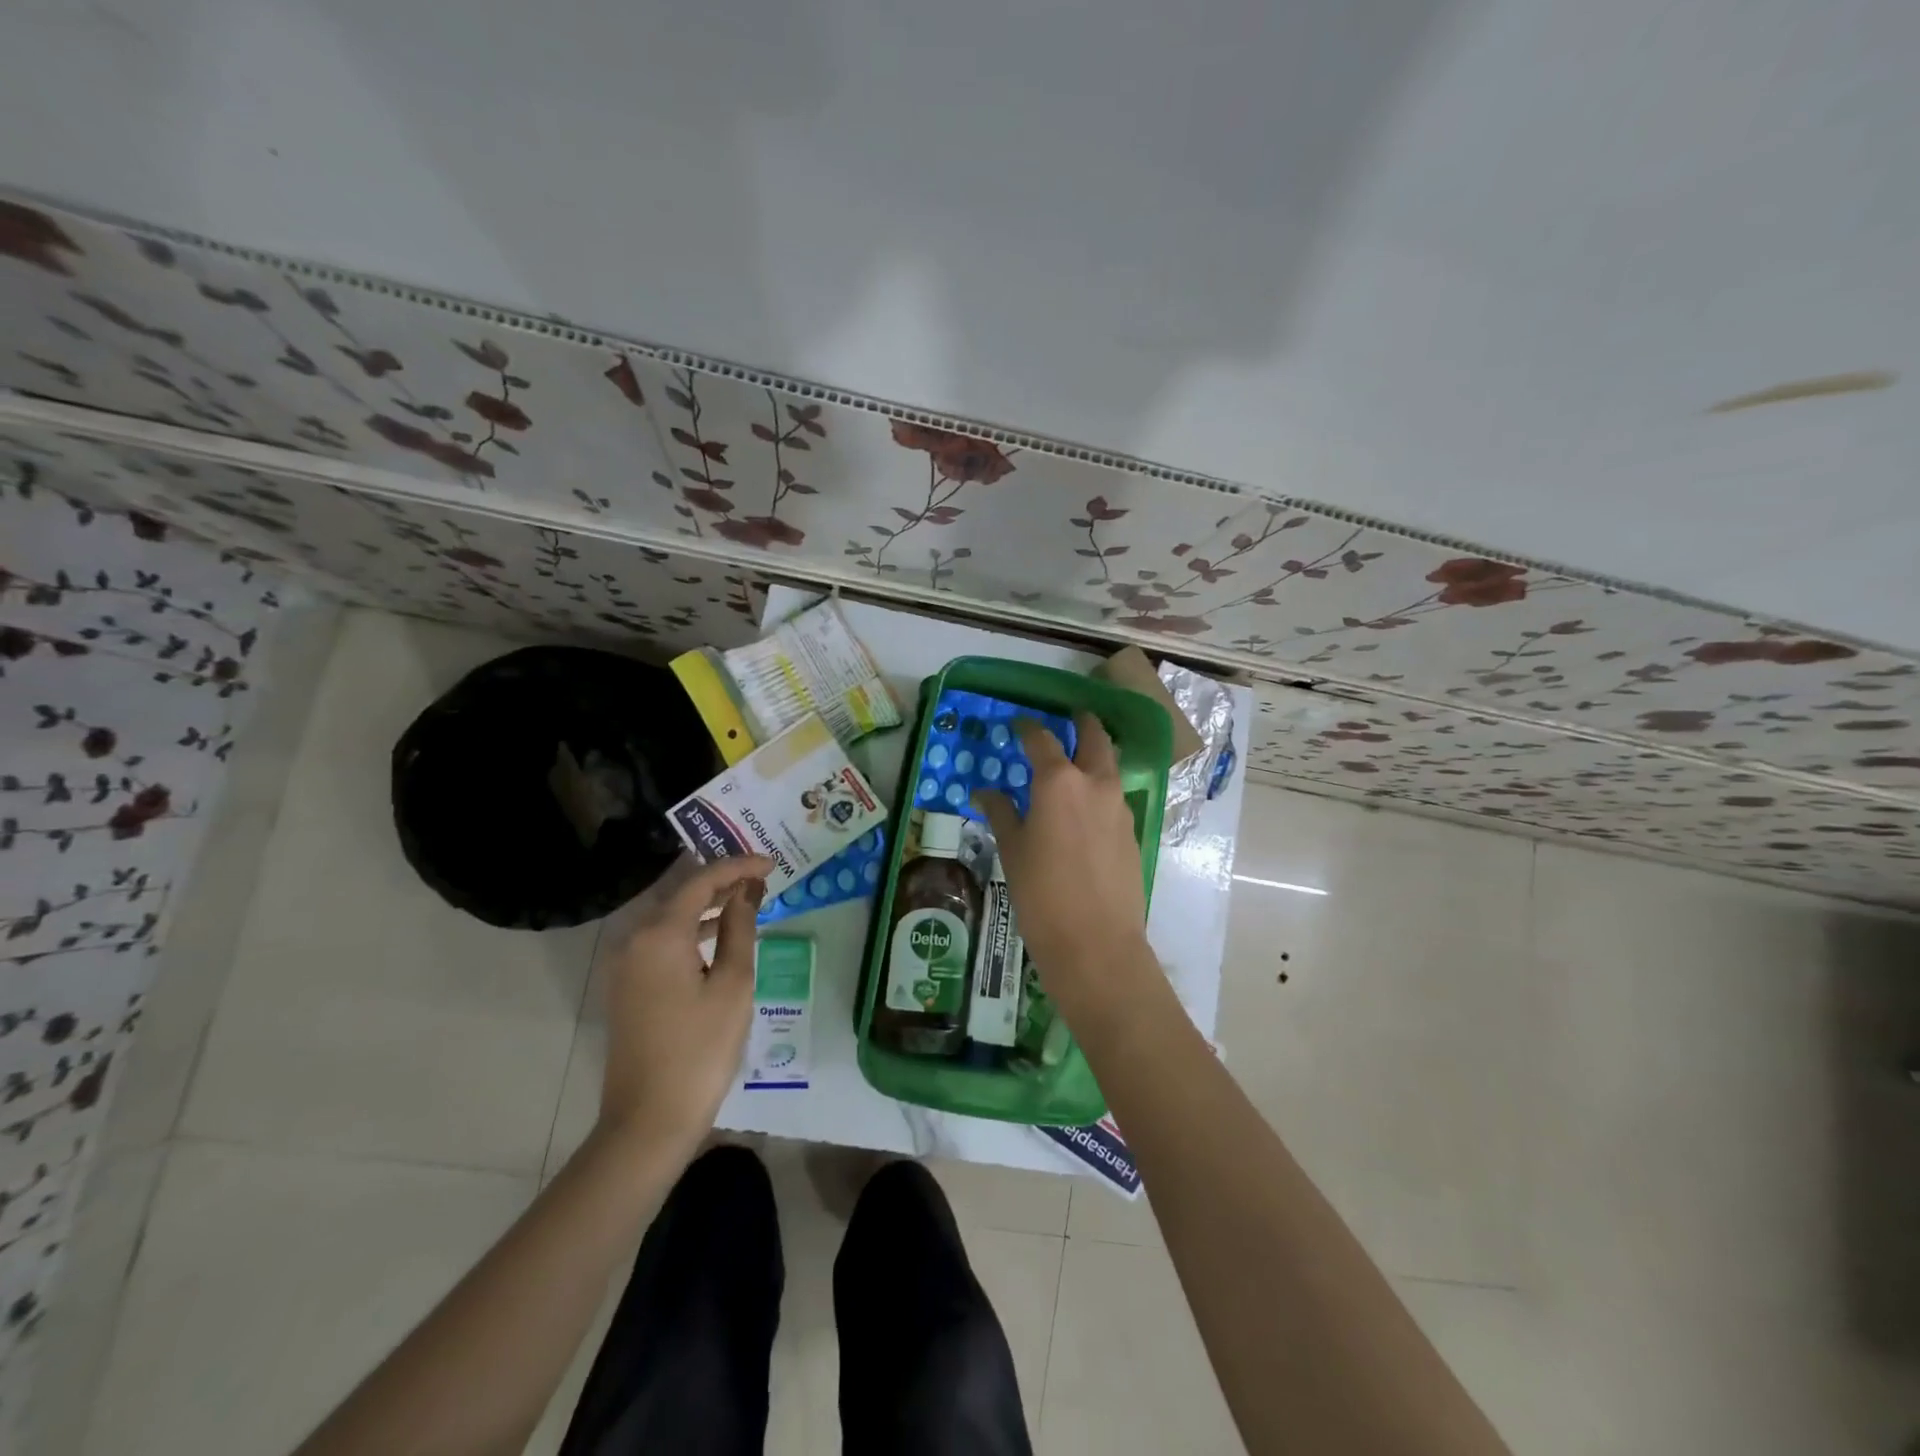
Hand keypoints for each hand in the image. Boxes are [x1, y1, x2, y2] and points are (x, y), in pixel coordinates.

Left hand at [594, 853, 771, 1156]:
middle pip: (682, 894)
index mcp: (660, 934)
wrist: (649, 1120)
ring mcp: (627, 965)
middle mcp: (635, 940)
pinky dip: (693, 932)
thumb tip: (745, 892)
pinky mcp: (629, 987)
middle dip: (722, 881)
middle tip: (761, 877)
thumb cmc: (700, 1049)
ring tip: (748, 900)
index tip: (770, 863)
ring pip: (672, 919)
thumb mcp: (733, 985)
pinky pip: (663, 942)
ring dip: (709, 907)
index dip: (737, 866)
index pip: (701, 881)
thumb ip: (740, 929)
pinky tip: (722, 938)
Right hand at [974, 714, 1151, 1016]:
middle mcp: (1095, 784)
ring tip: (1076, 763)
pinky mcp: (1133, 832)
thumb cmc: (1042, 894)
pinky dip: (1101, 790)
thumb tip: (985, 791)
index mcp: (1059, 781)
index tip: (1019, 724)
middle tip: (1071, 718)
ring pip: (1110, 766)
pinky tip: (1086, 809)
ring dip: (1096, 755)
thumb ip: (1001, 812)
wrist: (1096, 943)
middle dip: (1083, 723)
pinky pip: (1115, 797)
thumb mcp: (1013, 850)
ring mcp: (1120, 807)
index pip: (1042, 740)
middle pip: (1095, 737)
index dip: (1029, 728)